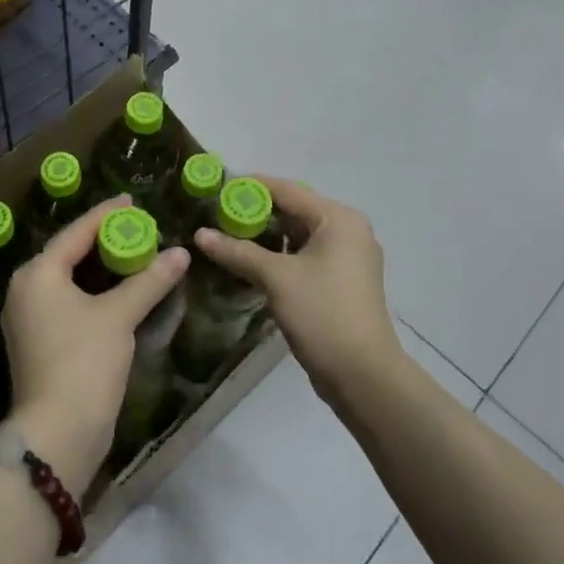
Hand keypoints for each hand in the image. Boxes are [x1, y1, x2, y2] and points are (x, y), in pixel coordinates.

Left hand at [0, 195, 188, 495]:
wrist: (57, 434)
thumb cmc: (84, 362)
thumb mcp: (119, 315)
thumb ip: (149, 280)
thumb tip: (181, 253)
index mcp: (37, 274)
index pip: (76, 232)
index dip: (106, 214)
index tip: (133, 201)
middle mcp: (25, 290)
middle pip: (68, 252)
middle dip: (102, 239)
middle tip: (136, 227)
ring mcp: (27, 318)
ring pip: (67, 279)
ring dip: (98, 266)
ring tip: (130, 253)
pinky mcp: (37, 341)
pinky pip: (66, 301)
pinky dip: (91, 291)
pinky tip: (115, 290)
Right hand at [194, 178, 402, 411]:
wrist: (363, 375)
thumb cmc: (322, 314)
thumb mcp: (276, 278)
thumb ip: (238, 251)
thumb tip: (200, 234)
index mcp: (339, 218)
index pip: (287, 190)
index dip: (250, 188)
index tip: (216, 187)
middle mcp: (349, 230)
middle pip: (295, 210)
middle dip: (256, 213)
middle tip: (217, 215)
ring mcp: (349, 257)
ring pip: (300, 235)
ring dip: (267, 236)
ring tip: (229, 237)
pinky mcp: (344, 281)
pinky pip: (307, 255)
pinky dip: (281, 255)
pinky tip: (253, 262)